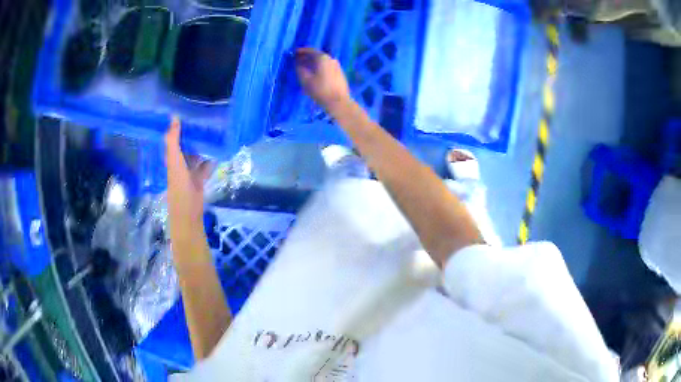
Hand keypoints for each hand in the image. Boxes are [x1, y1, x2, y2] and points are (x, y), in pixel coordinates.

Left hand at [165, 117, 213, 224]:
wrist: (188, 210)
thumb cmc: (179, 184)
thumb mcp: (174, 159)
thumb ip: (173, 139)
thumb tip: (174, 116)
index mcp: (171, 157)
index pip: (173, 137)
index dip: (177, 125)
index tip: (187, 110)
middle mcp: (180, 162)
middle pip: (186, 144)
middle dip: (193, 133)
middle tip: (205, 116)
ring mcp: (190, 170)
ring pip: (197, 153)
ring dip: (203, 145)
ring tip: (214, 130)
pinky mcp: (200, 178)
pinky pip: (206, 165)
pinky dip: (212, 159)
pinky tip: (220, 150)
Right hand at [295, 48, 350, 113]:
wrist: (339, 102)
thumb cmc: (320, 90)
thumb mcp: (305, 80)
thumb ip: (299, 69)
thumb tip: (297, 64)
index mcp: (323, 58)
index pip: (310, 51)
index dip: (301, 51)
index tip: (293, 53)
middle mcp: (331, 59)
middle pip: (317, 55)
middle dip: (307, 57)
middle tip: (298, 60)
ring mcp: (337, 66)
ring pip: (322, 62)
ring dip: (313, 63)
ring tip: (305, 67)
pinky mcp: (340, 74)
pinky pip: (327, 67)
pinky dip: (319, 68)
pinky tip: (315, 73)